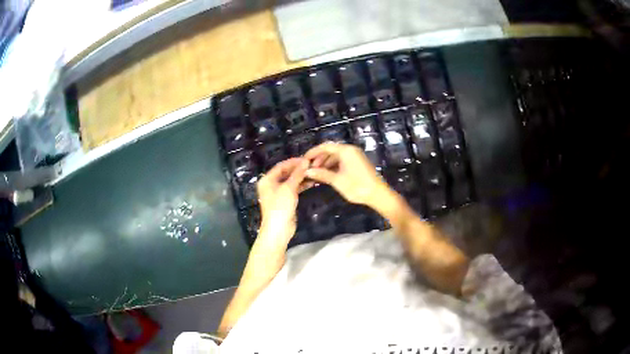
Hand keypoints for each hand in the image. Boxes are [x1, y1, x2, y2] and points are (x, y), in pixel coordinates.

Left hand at [256, 158, 308, 247]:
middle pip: (286, 173)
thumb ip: (297, 174)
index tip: (307, 159)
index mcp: (267, 179)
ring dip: (301, 177)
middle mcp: (271, 184)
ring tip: (314, 172)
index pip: (281, 166)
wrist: (278, 229)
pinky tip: (311, 182)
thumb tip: (305, 161)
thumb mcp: (289, 188)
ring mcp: (278, 193)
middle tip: (312, 165)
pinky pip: (293, 189)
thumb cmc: (280, 206)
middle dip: (298, 169)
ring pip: (290, 181)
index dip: (294, 162)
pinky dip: (301, 185)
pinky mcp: (285, 200)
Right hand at [304, 142, 391, 207]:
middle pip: (330, 150)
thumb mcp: (337, 181)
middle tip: (309, 169)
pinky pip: (342, 161)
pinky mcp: (357, 163)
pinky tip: (326, 175)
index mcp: (346, 151)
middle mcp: (350, 150)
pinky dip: (333, 166)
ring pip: (336, 156)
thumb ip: (322, 174)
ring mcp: (355, 156)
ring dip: (325, 163)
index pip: (325, 146)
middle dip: (319, 159)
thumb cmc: (357, 186)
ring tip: (316, 173)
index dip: (313, 152)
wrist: (378, 194)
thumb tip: (307, 171)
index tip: (303, 159)